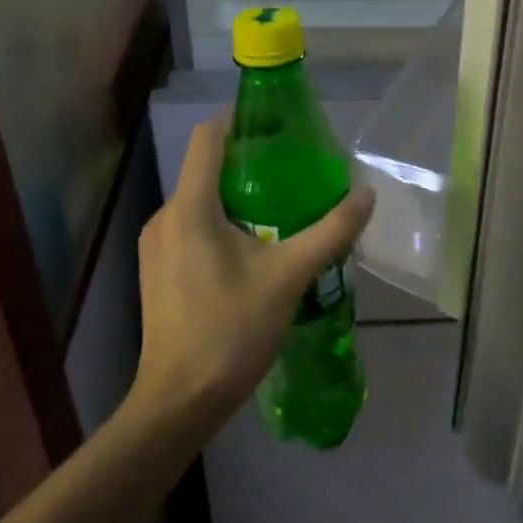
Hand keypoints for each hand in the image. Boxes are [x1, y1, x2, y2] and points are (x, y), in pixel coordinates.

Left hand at [134, 116, 373, 418]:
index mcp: (190, 207)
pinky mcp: (157, 270)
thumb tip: (366, 196)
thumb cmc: (230, 331)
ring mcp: (156, 245)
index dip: (239, 121)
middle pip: (205, 169)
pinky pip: (190, 228)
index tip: (276, 126)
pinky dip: (219, 224)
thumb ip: (329, 232)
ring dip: (235, 198)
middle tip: (292, 173)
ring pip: (198, 202)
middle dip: (247, 165)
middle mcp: (165, 216)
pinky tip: (251, 249)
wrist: (178, 401)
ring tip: (279, 211)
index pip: (208, 138)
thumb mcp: (288, 277)